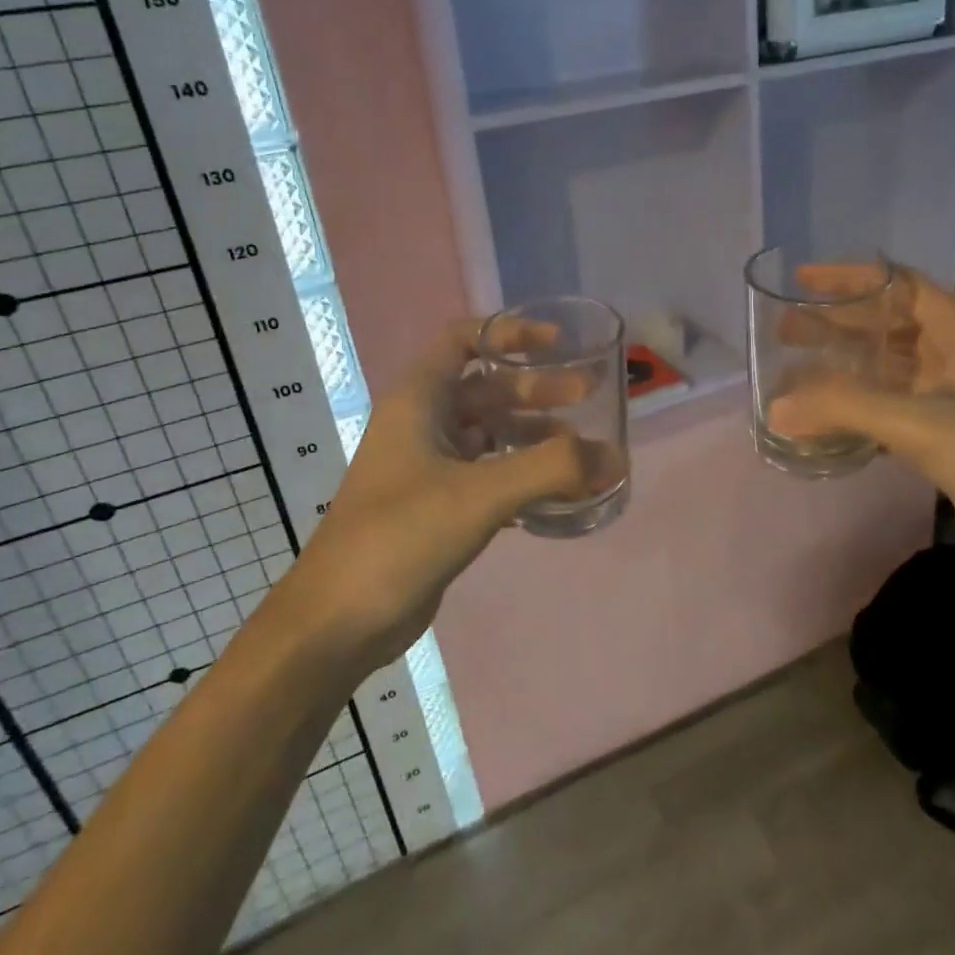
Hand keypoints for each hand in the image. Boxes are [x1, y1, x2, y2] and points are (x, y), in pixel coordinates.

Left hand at [279, 320, 592, 667]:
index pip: (462, 340)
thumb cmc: (400, 537)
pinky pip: (488, 475)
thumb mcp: (479, 494)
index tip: (557, 344)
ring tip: (582, 451)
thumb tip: (616, 457)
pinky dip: (522, 475)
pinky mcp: (437, 507)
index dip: (508, 332)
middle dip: (537, 389)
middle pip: (486, 389)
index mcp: (418, 402)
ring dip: (534, 436)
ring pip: (490, 434)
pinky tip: (557, 493)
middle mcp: (422, 426)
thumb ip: (551, 470)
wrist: (338, 622)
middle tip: (588, 396)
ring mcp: (428, 468)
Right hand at [767, 265, 954, 594]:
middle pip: (886, 324)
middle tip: (782, 330)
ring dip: (842, 367)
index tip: (798, 281)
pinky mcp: (947, 433)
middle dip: (835, 324)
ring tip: (792, 370)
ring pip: (886, 367)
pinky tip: (824, 417)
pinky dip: (857, 406)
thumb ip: (846, 409)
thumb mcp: (925, 424)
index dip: (848, 278)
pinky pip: (891, 406)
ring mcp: (953, 395)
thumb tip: (774, 407)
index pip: (897, 284)